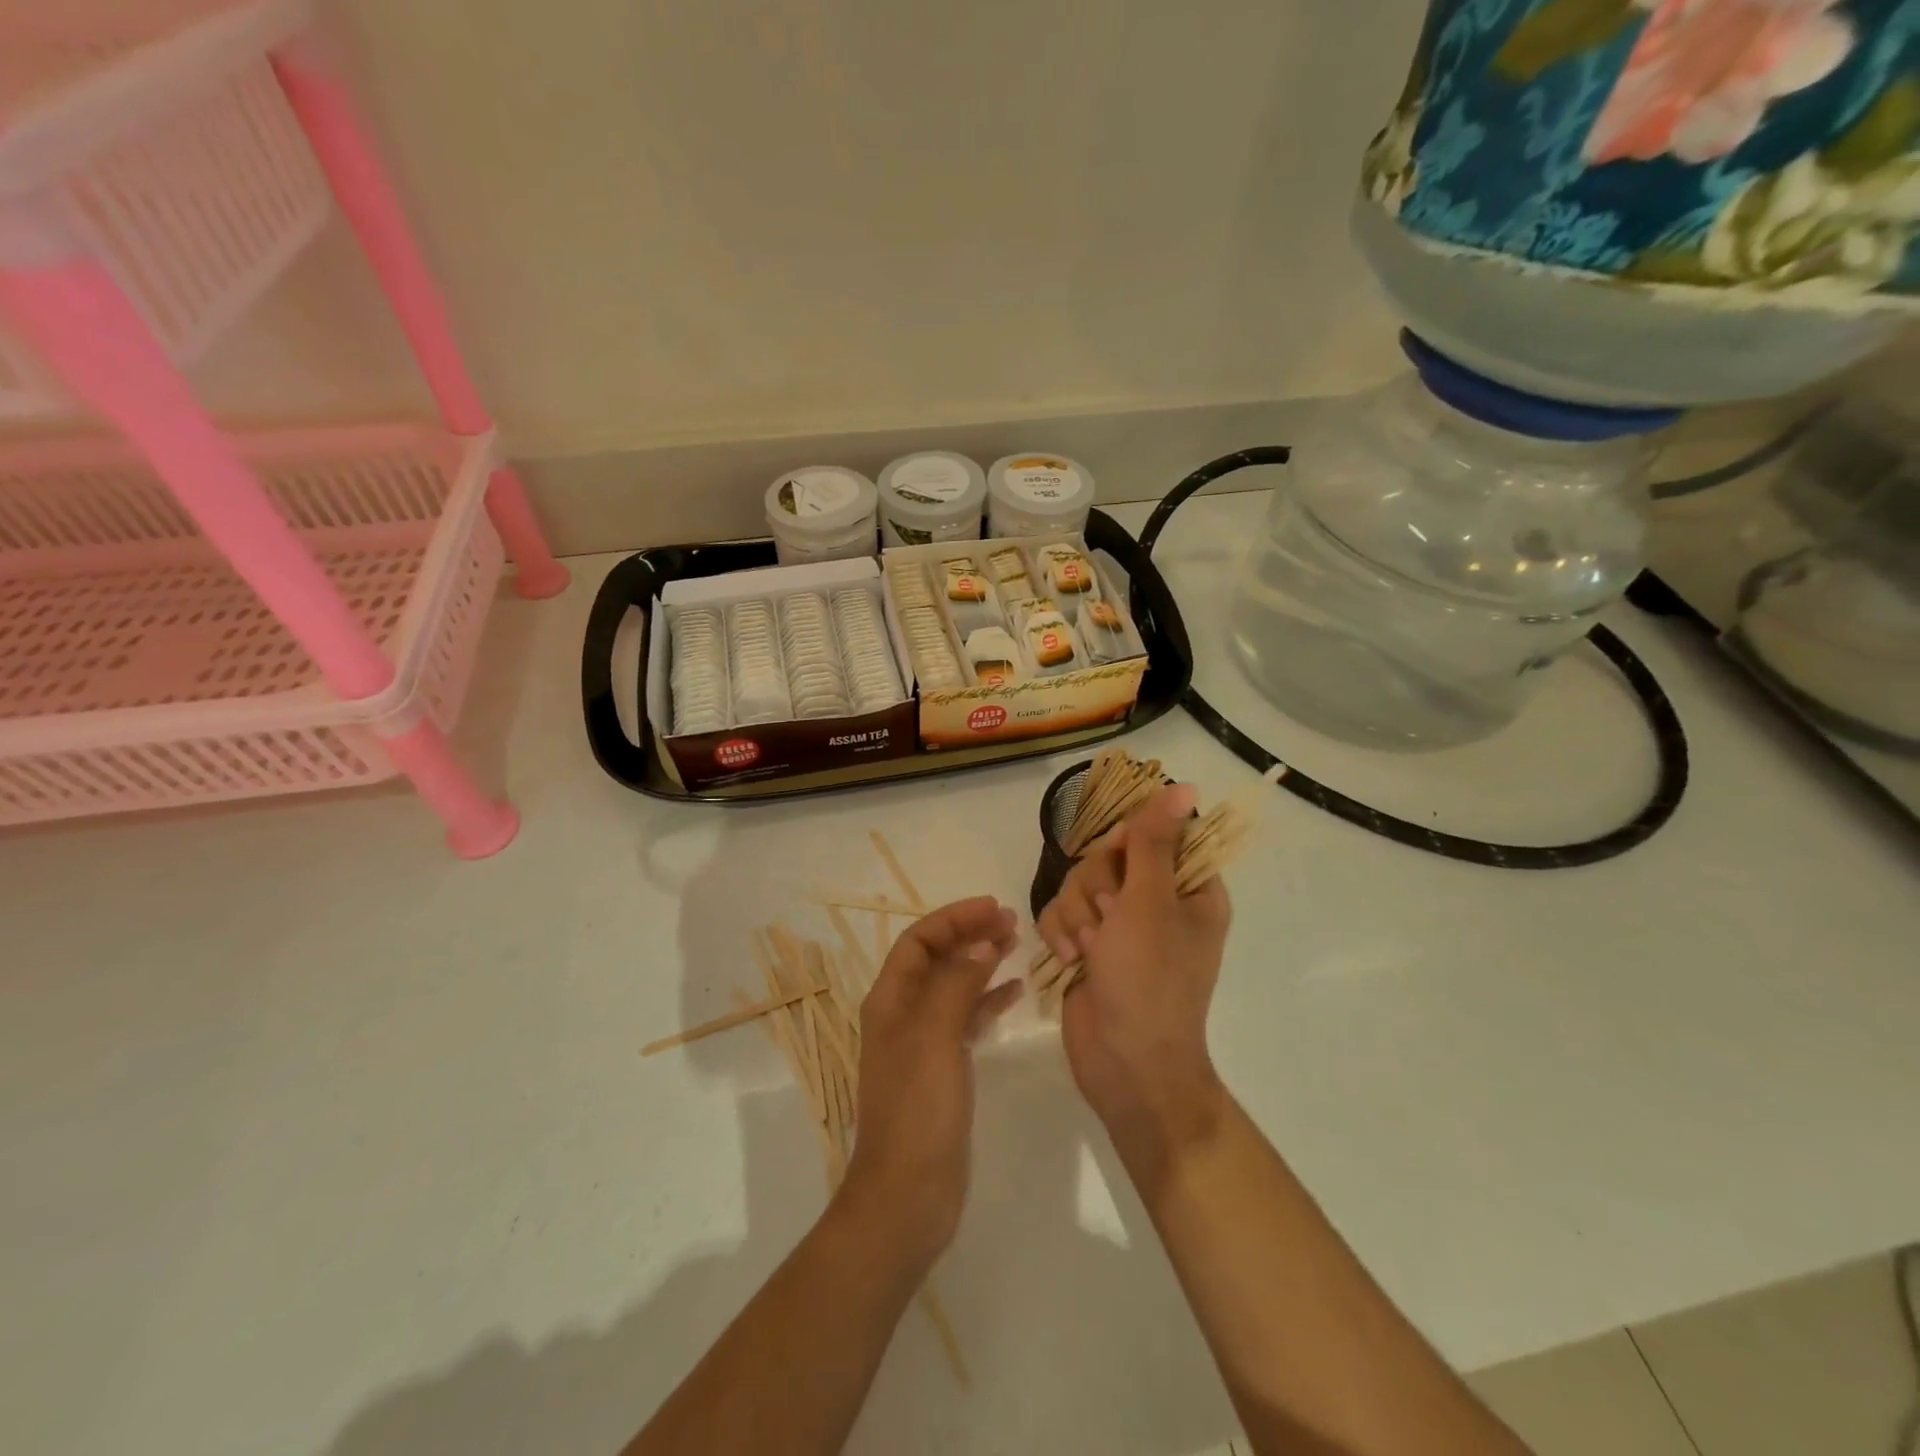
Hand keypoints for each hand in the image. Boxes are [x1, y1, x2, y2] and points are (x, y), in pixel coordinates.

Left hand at [838, 896, 1021, 1262]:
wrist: (908, 1195)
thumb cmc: (917, 1109)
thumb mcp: (935, 1036)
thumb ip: (957, 985)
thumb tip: (982, 944)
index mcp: (890, 1000)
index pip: (919, 941)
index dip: (953, 918)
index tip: (992, 907)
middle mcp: (903, 1014)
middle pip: (937, 959)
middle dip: (970, 935)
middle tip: (1012, 923)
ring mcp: (924, 1043)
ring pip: (955, 987)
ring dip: (982, 963)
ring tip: (1017, 945)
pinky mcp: (944, 1069)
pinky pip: (967, 1020)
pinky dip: (988, 1001)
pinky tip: (1015, 992)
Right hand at [1038, 785, 1231, 1150]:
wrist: (1124, 1064)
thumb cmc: (1148, 981)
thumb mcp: (1150, 904)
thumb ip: (1153, 842)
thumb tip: (1183, 787)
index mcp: (1190, 889)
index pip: (1157, 833)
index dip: (1129, 840)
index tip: (1118, 860)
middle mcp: (1156, 901)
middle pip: (1108, 855)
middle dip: (1095, 886)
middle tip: (1107, 920)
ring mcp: (1119, 925)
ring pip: (1079, 882)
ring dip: (1075, 914)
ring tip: (1086, 950)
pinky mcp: (1088, 945)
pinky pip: (1061, 912)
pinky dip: (1059, 933)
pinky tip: (1068, 960)